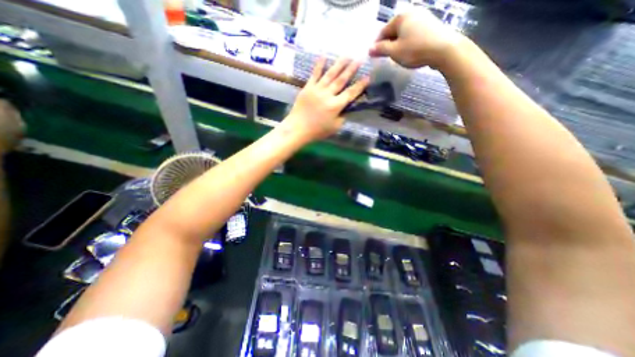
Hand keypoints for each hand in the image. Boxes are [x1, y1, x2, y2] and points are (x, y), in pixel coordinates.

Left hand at [286, 58, 370, 141]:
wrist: (298, 128)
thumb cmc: (317, 131)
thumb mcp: (335, 127)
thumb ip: (342, 116)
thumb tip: (346, 107)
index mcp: (336, 106)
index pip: (350, 93)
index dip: (360, 85)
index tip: (367, 77)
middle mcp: (328, 95)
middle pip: (342, 80)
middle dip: (352, 69)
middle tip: (360, 59)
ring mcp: (317, 89)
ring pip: (330, 74)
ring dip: (339, 64)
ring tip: (347, 55)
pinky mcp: (308, 87)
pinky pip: (314, 74)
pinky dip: (319, 65)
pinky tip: (323, 56)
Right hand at [368, 9, 464, 69]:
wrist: (443, 50)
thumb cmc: (415, 50)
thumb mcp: (394, 52)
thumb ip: (381, 50)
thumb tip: (369, 49)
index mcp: (401, 17)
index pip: (383, 32)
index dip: (377, 45)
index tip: (375, 56)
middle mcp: (412, 13)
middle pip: (394, 31)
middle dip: (388, 44)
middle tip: (386, 58)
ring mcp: (423, 18)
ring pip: (404, 33)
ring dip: (398, 45)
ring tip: (398, 57)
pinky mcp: (431, 25)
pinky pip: (413, 34)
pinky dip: (408, 43)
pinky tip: (410, 52)